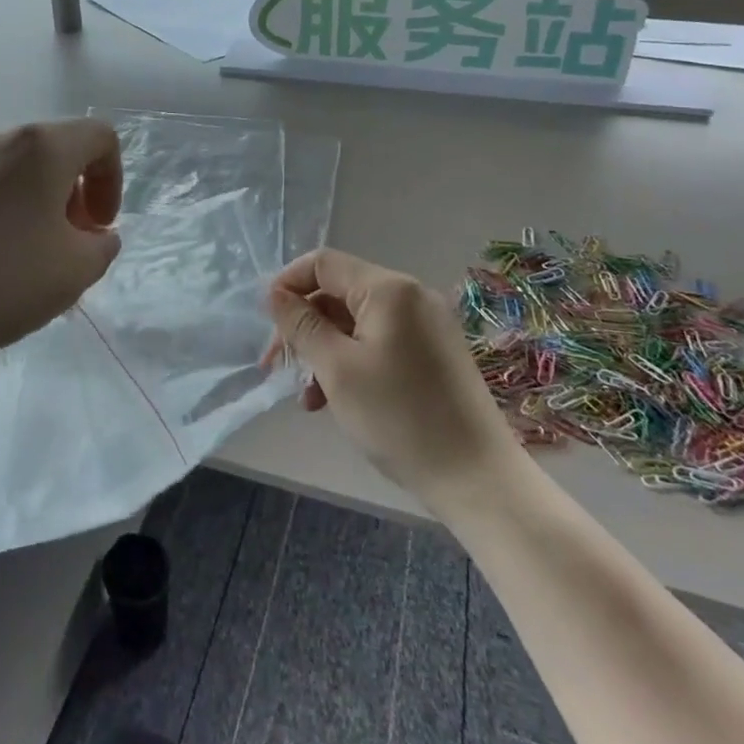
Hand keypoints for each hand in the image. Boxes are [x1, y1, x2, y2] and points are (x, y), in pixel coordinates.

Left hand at [0, 120, 121, 388]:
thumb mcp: (74, 271)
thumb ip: (103, 245)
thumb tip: (94, 234)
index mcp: (41, 145)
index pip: (100, 137)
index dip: (113, 180)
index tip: (100, 228)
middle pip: (58, 151)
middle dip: (77, 194)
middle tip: (70, 245)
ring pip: (21, 170)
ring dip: (42, 204)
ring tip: (32, 258)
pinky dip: (7, 210)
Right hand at [265, 250, 510, 501]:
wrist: (477, 479)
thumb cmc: (399, 418)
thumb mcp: (337, 369)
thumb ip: (301, 325)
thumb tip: (275, 294)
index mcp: (389, 289)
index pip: (323, 263)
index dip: (288, 284)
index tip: (265, 322)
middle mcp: (411, 295)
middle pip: (339, 294)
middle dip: (303, 327)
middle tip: (275, 368)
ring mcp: (427, 325)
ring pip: (356, 323)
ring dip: (324, 351)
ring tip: (307, 397)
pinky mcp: (434, 353)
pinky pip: (380, 342)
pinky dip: (352, 362)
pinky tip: (335, 400)